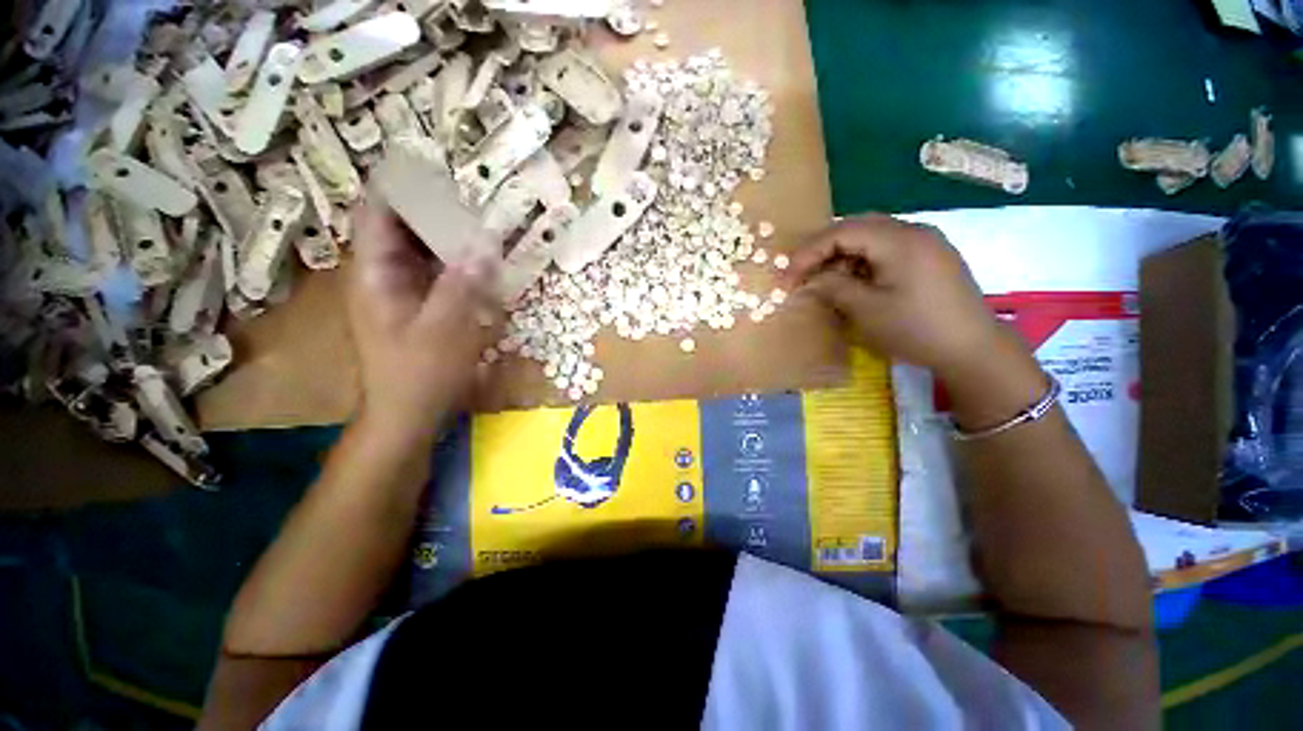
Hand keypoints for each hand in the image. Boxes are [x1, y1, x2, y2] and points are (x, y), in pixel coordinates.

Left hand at [346, 202, 500, 440]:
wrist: (406, 414)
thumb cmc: (419, 373)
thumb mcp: (445, 328)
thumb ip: (464, 283)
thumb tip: (486, 242)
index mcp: (373, 272)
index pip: (378, 211)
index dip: (402, 185)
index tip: (438, 166)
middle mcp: (380, 273)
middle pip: (401, 225)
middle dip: (434, 207)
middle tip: (474, 194)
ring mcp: (398, 290)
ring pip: (419, 249)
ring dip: (447, 235)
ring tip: (482, 220)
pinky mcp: (415, 305)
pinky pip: (433, 271)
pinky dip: (454, 261)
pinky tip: (479, 260)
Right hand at [781, 215, 1006, 381]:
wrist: (973, 349)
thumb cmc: (916, 329)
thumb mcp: (866, 310)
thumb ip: (833, 287)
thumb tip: (809, 280)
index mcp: (899, 239)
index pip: (841, 232)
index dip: (808, 252)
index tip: (787, 276)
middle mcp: (913, 231)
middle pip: (856, 228)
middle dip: (823, 250)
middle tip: (802, 274)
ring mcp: (926, 242)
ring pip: (871, 237)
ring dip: (842, 256)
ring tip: (826, 282)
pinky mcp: (930, 257)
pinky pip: (887, 249)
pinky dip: (863, 262)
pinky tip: (855, 282)